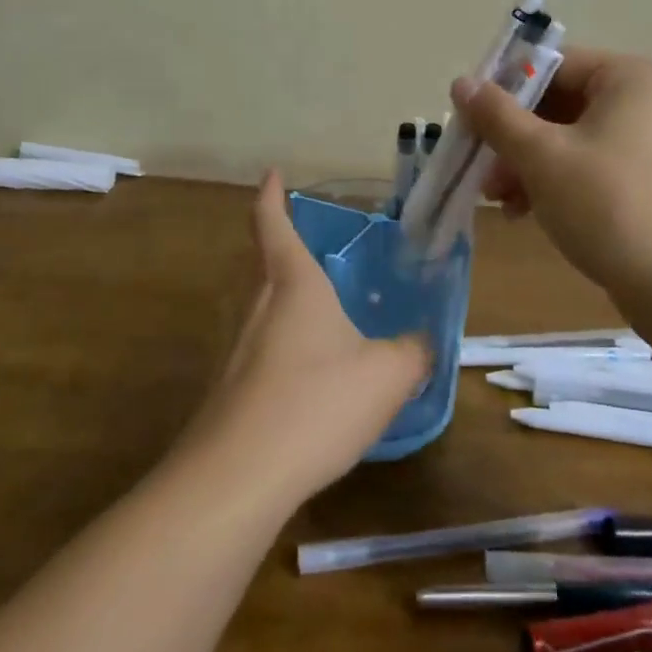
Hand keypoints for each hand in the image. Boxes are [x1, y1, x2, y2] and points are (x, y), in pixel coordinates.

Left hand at [184, 173, 428, 501]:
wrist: (238, 478)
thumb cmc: (316, 403)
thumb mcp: (386, 375)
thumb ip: (412, 352)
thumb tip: (422, 342)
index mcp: (293, 284)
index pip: (272, 224)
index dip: (271, 195)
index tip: (272, 173)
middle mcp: (258, 306)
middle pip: (264, 263)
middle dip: (283, 248)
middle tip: (316, 247)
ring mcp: (237, 349)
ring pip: (263, 308)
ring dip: (286, 302)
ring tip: (323, 314)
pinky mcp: (229, 390)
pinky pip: (262, 351)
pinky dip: (285, 348)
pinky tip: (311, 378)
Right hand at [452, 49, 651, 294]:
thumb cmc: (606, 203)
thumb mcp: (541, 155)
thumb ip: (497, 115)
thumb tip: (461, 83)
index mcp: (625, 77)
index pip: (550, 65)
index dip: (504, 88)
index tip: (467, 118)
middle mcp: (636, 100)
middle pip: (553, 102)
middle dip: (510, 135)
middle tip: (476, 162)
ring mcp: (638, 142)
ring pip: (561, 136)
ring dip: (521, 162)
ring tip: (494, 196)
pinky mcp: (633, 179)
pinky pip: (578, 164)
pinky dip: (546, 180)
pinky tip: (518, 210)